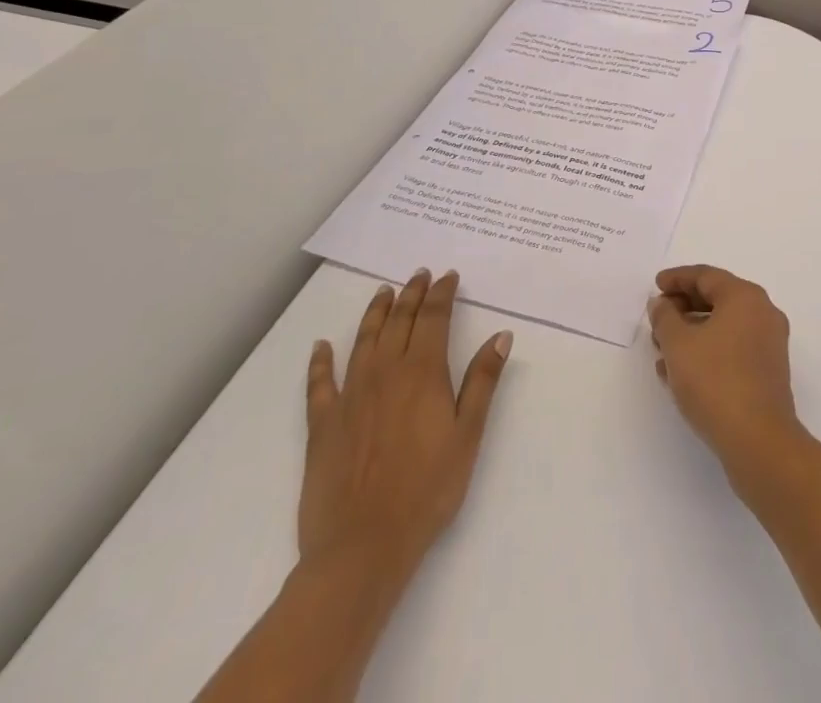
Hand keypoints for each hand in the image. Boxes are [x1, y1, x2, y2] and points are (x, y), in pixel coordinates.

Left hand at [299, 269, 511, 588]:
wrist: (362, 546)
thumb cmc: (427, 490)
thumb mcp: (468, 436)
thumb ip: (483, 382)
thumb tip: (501, 335)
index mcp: (422, 373)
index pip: (433, 318)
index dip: (442, 293)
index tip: (449, 276)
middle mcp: (385, 373)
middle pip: (399, 321)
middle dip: (412, 294)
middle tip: (420, 274)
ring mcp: (350, 396)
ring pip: (364, 340)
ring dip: (375, 313)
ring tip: (384, 292)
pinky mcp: (323, 424)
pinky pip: (320, 383)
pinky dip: (320, 361)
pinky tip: (321, 346)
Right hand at [647, 264, 799, 467]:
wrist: (759, 442)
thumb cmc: (715, 381)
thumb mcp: (678, 344)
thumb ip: (664, 317)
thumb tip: (662, 304)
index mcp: (745, 297)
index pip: (706, 276)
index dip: (677, 278)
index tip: (656, 285)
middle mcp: (763, 313)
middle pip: (717, 299)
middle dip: (683, 307)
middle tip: (657, 318)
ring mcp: (769, 344)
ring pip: (723, 327)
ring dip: (692, 333)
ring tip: (662, 350)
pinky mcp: (768, 373)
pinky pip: (732, 349)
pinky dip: (707, 352)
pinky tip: (681, 373)